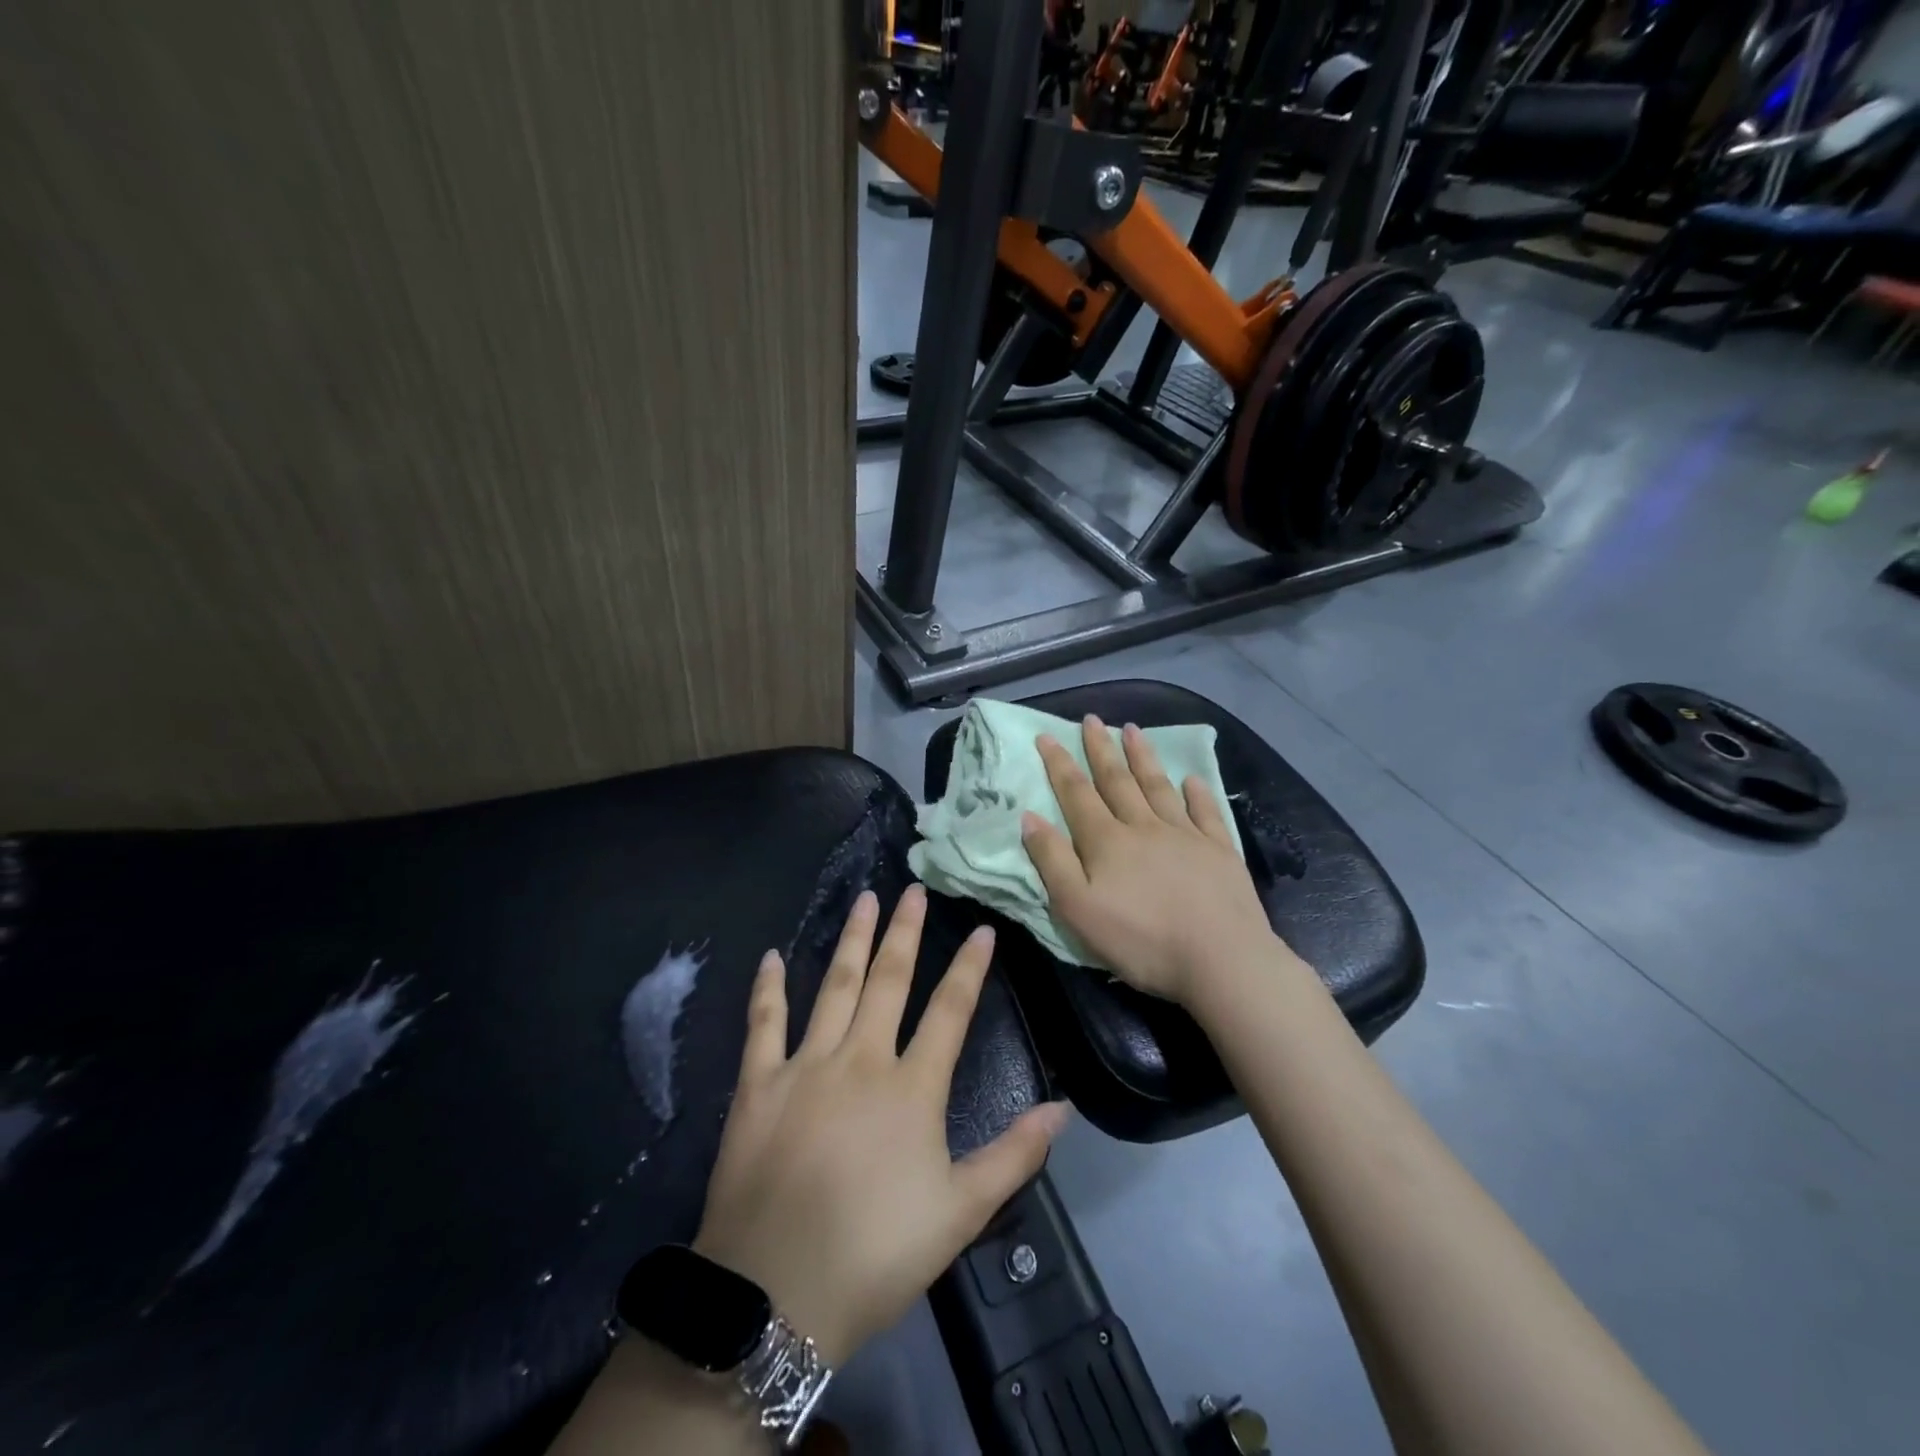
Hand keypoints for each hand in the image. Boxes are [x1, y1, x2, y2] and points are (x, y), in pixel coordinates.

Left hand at [692, 885, 1067, 1367]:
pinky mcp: (759, 1083)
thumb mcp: (960, 1213)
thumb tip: (1062, 1108)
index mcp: (911, 1087)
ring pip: (835, 986)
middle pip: (889, 981)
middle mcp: (861, 1060)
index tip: (981, 928)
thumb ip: (1013, 1156)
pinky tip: (771, 957)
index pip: (950, 1010)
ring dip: (852, 940)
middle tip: (912, 889)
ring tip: (864, 899)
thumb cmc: (875, 1253)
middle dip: (905, 932)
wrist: (774, 1295)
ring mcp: (806, 1065)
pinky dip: (768, 988)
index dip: (969, 966)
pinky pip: (764, 1023)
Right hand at [1020, 715, 1284, 1006]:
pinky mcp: (1219, 851)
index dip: (1059, 764)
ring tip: (1132, 729)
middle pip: (1118, 781)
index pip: (1076, 793)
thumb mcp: (1078, 908)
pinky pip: (1205, 812)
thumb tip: (1030, 817)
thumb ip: (1052, 861)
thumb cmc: (1141, 940)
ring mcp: (1186, 835)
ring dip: (1143, 757)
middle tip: (1091, 719)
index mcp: (1107, 841)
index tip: (1047, 736)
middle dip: (1101, 749)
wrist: (1221, 959)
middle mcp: (1144, 827)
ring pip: (1158, 787)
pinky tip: (1191, 779)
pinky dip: (1197, 793)